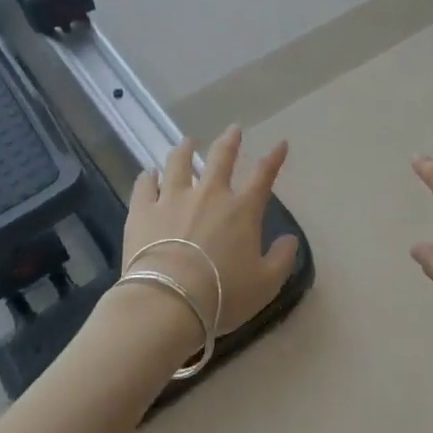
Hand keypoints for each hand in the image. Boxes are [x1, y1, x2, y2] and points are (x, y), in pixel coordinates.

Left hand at [110, 127, 300, 360]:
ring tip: (186, 141)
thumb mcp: (265, 284)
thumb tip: (290, 239)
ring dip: (184, 150)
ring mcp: (172, 199)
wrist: (167, 303)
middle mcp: (209, 195)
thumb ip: (282, 259)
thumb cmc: (222, 295)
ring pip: (178, 163)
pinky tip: (148, 173)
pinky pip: (144, 185)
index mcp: (242, 210)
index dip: (274, 158)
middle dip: (229, 141)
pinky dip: (147, 177)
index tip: (281, 144)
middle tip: (233, 129)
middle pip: (220, 158)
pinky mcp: (142, 210)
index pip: (263, 175)